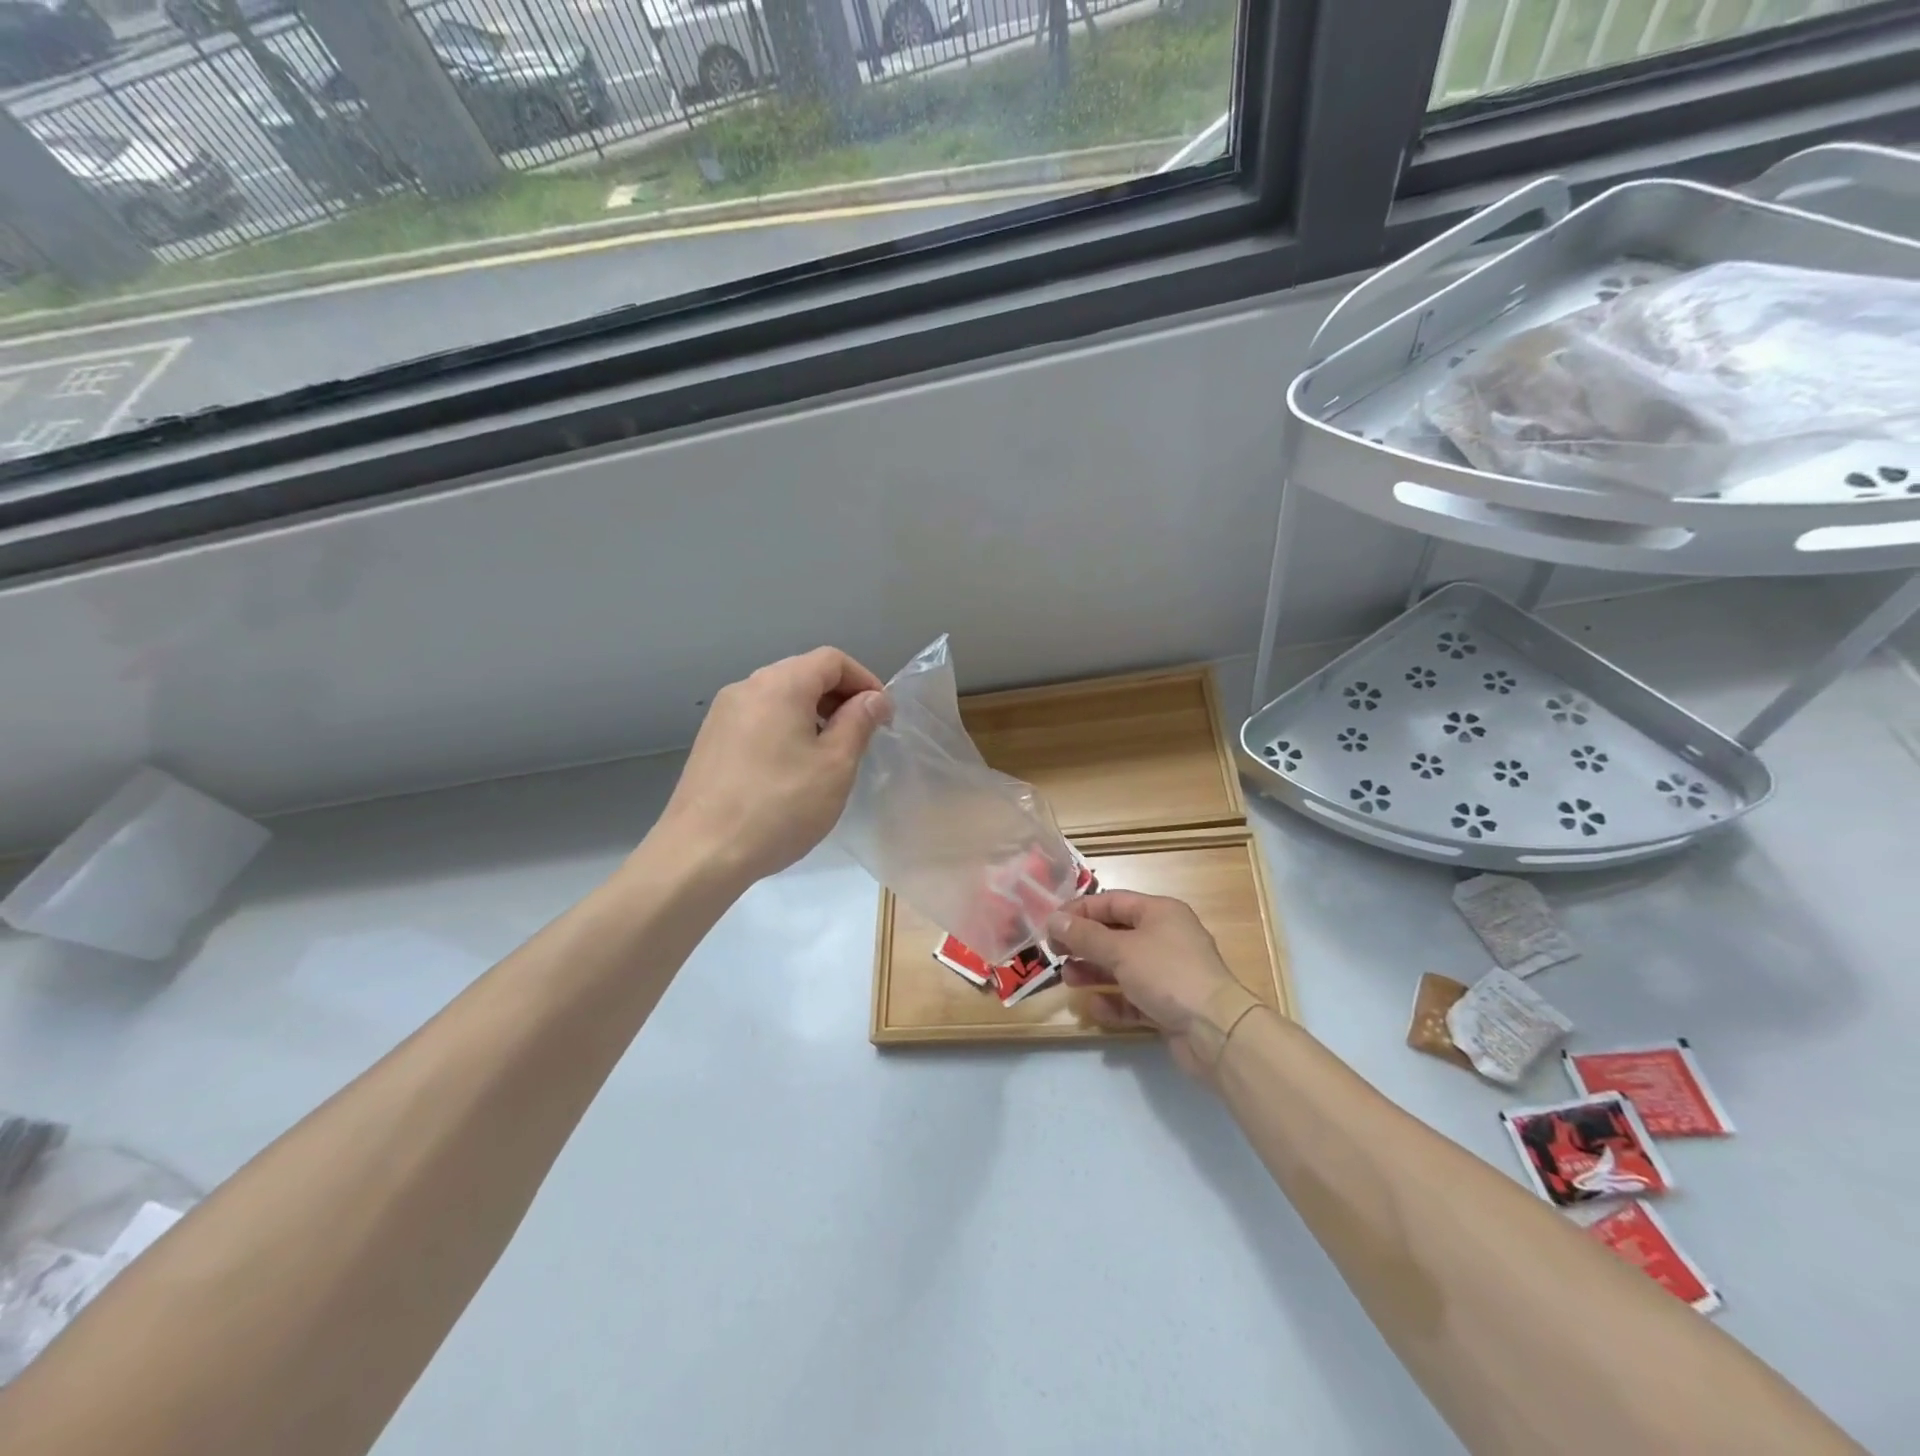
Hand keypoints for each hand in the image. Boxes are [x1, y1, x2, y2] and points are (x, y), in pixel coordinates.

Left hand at [655, 647, 890, 884]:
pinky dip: (786, 729)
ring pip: (780, 698)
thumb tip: (873, 699)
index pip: (832, 660)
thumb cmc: (779, 806)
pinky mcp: (711, 741)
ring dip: (813, 714)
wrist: (701, 853)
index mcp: (780, 684)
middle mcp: (747, 687)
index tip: (883, 717)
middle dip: (840, 697)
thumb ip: (858, 722)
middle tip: (862, 735)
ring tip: (831, 755)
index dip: (865, 680)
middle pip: (804, 673)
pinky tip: (793, 769)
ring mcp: (723, 714)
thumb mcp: (835, 765)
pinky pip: (759, 719)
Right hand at [1047, 892, 1245, 1078]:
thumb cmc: (1167, 974)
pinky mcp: (1168, 1005)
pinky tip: (1094, 1007)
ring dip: (1094, 972)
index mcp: (1159, 912)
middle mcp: (1165, 938)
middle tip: (1055, 953)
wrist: (1216, 1031)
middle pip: (1115, 934)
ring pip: (1122, 967)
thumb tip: (1054, 919)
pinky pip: (1133, 997)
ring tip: (1068, 980)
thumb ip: (1085, 935)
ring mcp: (1168, 973)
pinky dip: (1113, 1001)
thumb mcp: (1121, 950)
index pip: (1112, 902)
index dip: (1080, 910)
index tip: (1051, 924)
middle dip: (1084, 943)